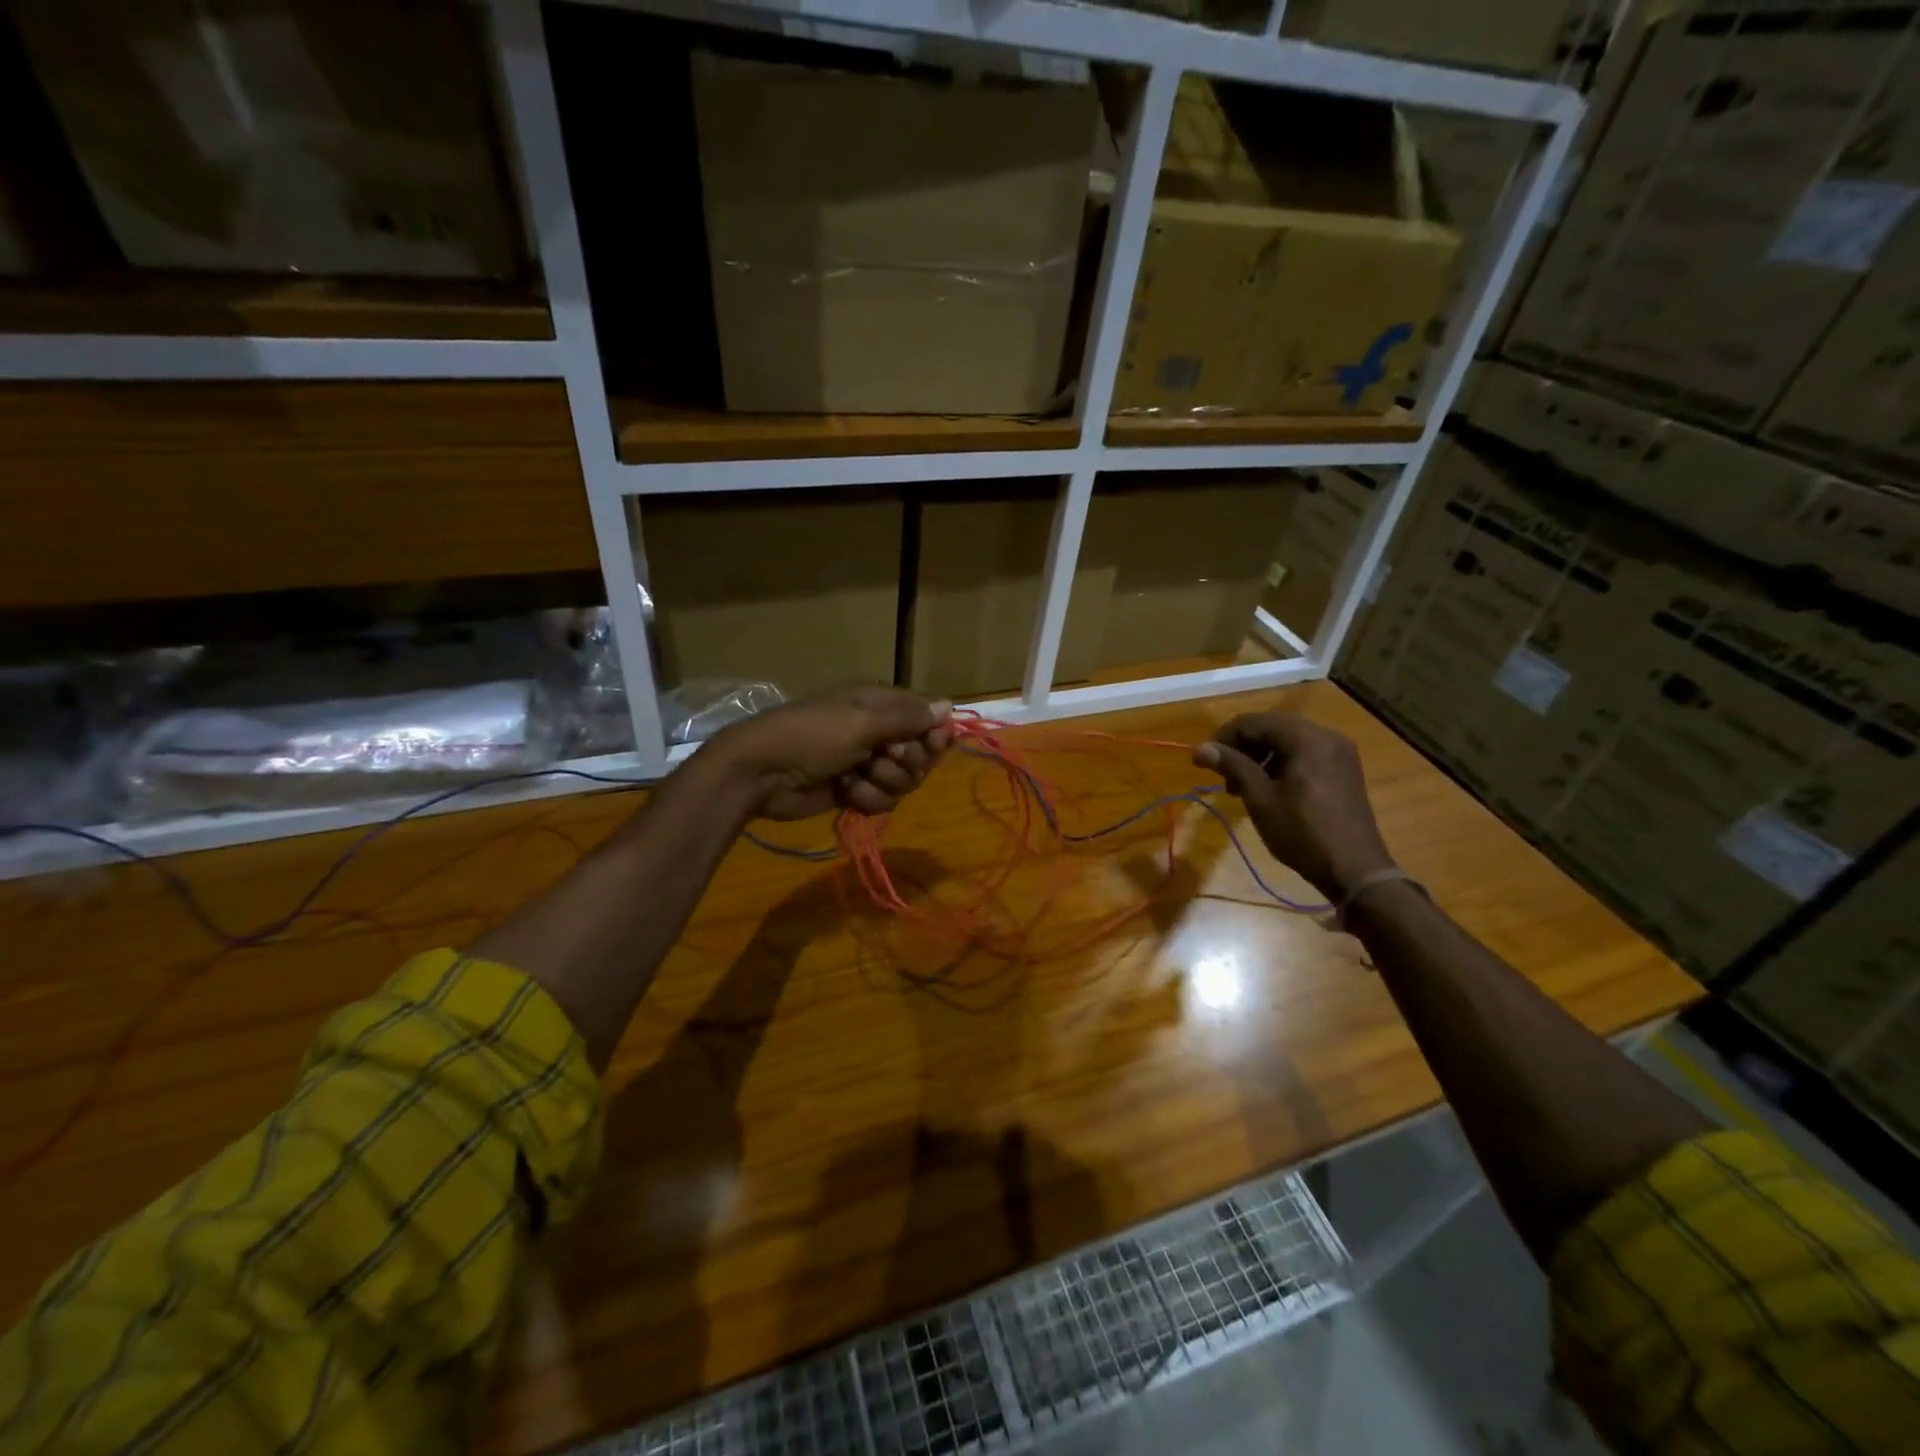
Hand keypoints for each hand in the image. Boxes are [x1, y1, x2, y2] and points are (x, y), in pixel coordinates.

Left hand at [704, 687, 952, 821]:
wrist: (762, 773)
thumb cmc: (812, 736)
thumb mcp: (862, 721)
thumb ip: (908, 718)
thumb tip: (949, 705)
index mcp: (880, 705)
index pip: (927, 718)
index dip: (934, 734)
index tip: (932, 744)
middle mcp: (879, 732)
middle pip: (921, 755)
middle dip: (906, 763)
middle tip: (883, 759)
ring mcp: (867, 764)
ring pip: (904, 782)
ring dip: (883, 783)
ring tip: (856, 777)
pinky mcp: (856, 792)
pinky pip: (884, 800)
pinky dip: (867, 799)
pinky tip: (846, 793)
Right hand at [1193, 711, 1393, 900]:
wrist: (1355, 871)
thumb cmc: (1303, 833)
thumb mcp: (1261, 799)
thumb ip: (1233, 766)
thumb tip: (1201, 749)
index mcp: (1307, 739)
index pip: (1254, 722)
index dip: (1223, 738)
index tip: (1202, 762)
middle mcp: (1327, 736)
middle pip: (1272, 727)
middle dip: (1242, 747)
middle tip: (1222, 775)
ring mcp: (1339, 753)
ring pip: (1288, 740)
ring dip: (1260, 756)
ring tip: (1242, 786)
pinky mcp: (1344, 770)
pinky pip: (1304, 754)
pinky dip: (1281, 763)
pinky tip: (1269, 788)